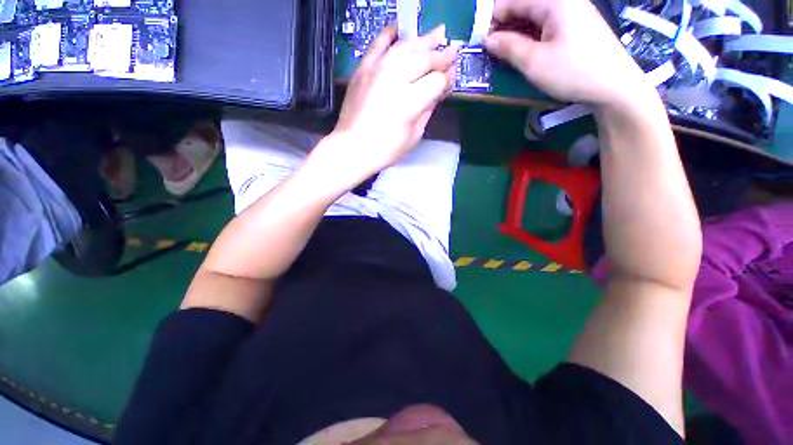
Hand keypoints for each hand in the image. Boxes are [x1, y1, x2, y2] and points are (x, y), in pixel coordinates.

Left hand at [328, 25, 456, 178]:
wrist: (352, 147)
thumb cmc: (386, 149)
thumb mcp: (414, 135)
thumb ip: (428, 110)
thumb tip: (439, 90)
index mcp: (410, 102)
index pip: (437, 81)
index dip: (448, 78)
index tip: (453, 76)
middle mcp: (395, 79)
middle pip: (424, 59)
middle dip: (441, 55)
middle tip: (452, 50)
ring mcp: (377, 70)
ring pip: (406, 46)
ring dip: (424, 39)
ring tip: (437, 33)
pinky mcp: (363, 68)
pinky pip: (378, 43)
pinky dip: (391, 33)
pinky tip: (401, 28)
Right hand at [484, 0, 651, 108]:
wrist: (614, 86)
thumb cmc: (572, 72)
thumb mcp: (534, 62)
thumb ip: (508, 47)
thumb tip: (487, 40)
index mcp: (555, 2)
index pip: (514, 1)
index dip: (493, 19)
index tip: (480, 40)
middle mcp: (564, 1)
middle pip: (525, 7)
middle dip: (504, 26)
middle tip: (490, 50)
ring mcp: (572, 13)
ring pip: (535, 18)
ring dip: (516, 34)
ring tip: (503, 54)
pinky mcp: (576, 26)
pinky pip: (546, 26)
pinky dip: (531, 37)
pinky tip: (524, 52)